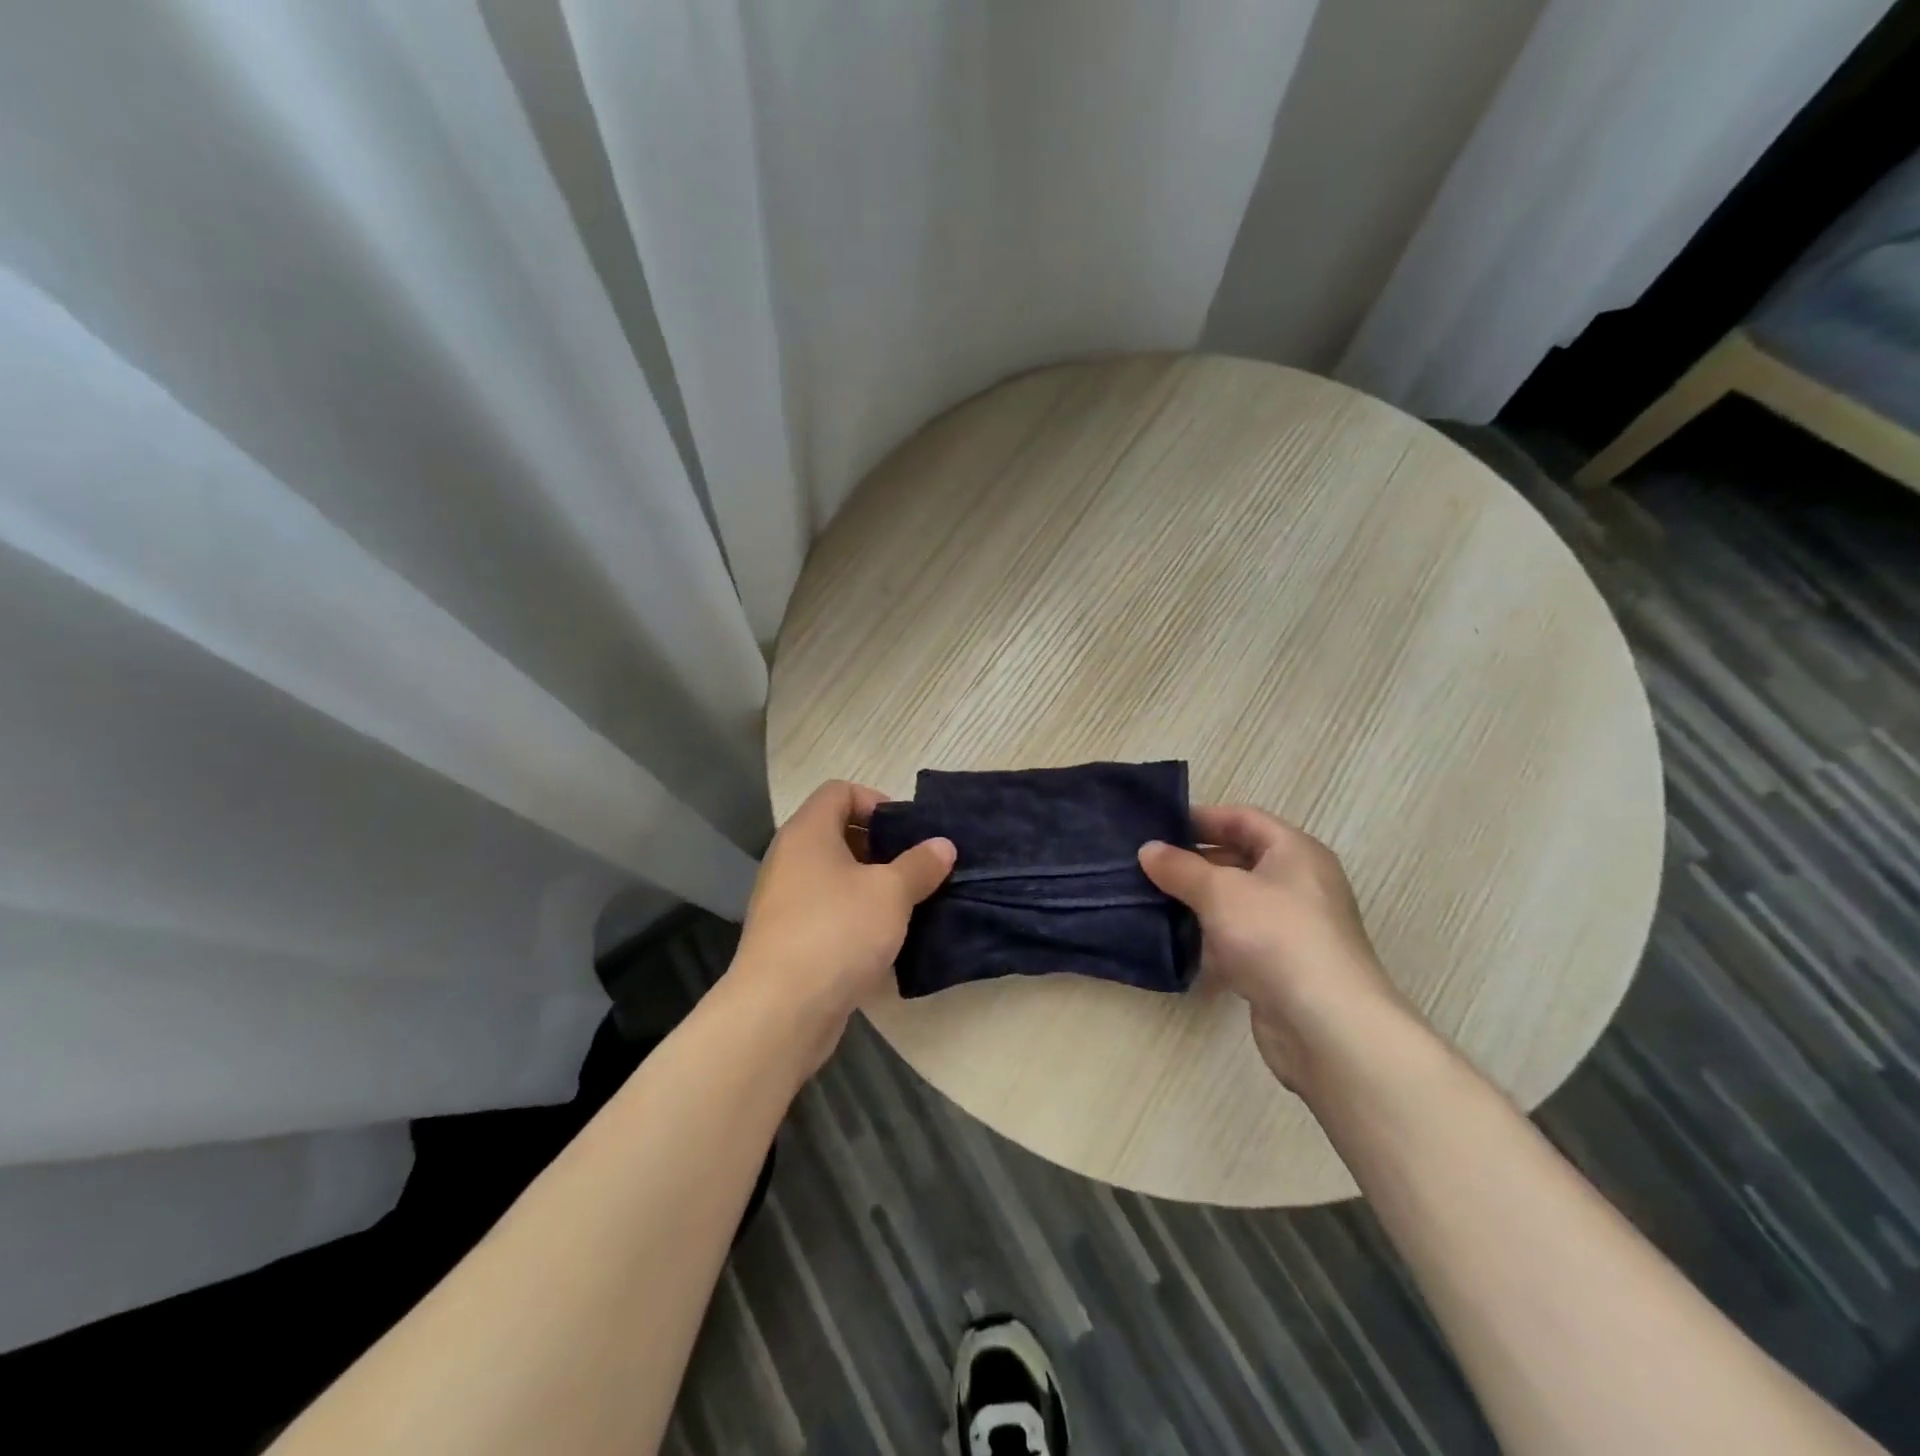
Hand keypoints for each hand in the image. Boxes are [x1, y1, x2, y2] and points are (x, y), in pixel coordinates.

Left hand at [730, 780, 954, 1054]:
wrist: (780, 1011)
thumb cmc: (837, 932)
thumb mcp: (891, 893)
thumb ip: (919, 865)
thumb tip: (943, 845)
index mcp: (808, 833)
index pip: (839, 792)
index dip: (876, 801)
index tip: (907, 832)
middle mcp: (789, 859)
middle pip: (836, 833)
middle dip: (880, 847)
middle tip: (915, 869)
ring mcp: (784, 900)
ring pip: (833, 876)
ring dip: (870, 885)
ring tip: (906, 904)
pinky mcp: (787, 938)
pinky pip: (826, 910)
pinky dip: (854, 915)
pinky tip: (882, 939)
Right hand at [1139, 805, 1406, 1094]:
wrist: (1326, 1025)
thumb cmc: (1276, 937)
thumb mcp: (1220, 892)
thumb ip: (1180, 868)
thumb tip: (1148, 849)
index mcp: (1295, 852)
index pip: (1243, 818)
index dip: (1201, 818)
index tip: (1157, 827)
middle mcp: (1299, 884)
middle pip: (1240, 859)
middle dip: (1194, 862)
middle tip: (1147, 866)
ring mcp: (1293, 928)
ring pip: (1237, 903)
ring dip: (1199, 902)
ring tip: (1151, 900)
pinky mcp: (1283, 967)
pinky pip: (1240, 940)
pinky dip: (1211, 939)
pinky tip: (1178, 944)